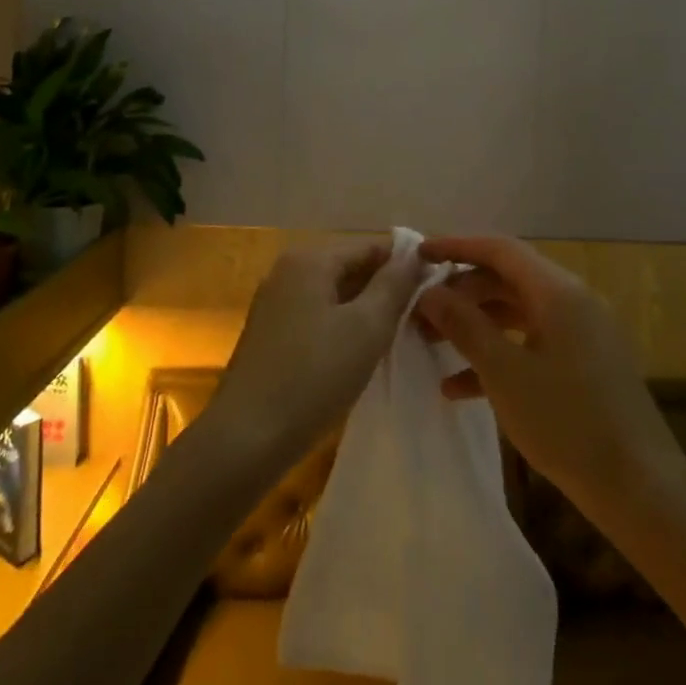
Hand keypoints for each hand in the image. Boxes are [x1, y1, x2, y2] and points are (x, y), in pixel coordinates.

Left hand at [206, 241, 427, 471]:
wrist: (246, 438)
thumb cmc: (314, 375)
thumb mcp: (367, 326)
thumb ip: (394, 284)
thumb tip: (415, 255)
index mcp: (309, 259)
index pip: (371, 246)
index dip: (406, 263)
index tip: (438, 288)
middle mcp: (288, 271)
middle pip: (351, 268)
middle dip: (387, 289)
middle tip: (424, 317)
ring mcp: (275, 303)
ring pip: (335, 295)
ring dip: (367, 311)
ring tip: (401, 335)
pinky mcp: (271, 335)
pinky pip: (318, 317)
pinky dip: (344, 327)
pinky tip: (363, 353)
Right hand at [415, 236, 680, 522]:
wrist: (638, 486)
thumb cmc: (567, 422)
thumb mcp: (504, 373)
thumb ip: (464, 326)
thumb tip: (429, 293)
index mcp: (558, 292)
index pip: (500, 250)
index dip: (457, 247)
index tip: (419, 254)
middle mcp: (573, 301)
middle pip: (507, 279)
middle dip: (461, 292)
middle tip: (420, 310)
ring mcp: (582, 333)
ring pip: (517, 313)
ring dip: (475, 324)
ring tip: (431, 343)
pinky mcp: (584, 364)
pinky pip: (533, 344)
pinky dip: (498, 355)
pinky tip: (458, 388)